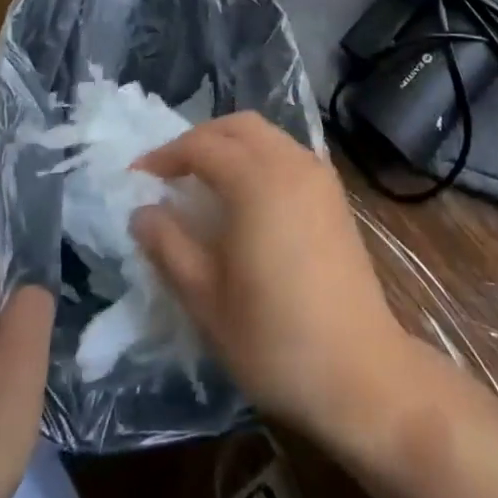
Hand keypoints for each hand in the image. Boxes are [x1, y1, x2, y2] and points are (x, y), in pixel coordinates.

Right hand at [130, 112, 407, 438]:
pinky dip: (259, 157)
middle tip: (170, 171)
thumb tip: (142, 212)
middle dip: (200, 139)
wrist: (360, 371)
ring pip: (267, 135)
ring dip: (231, 145)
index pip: (202, 146)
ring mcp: (318, 175)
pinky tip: (246, 196)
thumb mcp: (206, 298)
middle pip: (238, 126)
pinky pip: (288, 154)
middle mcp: (291, 163)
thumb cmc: (274, 338)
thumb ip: (169, 246)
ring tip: (203, 181)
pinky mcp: (334, 195)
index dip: (165, 156)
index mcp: (257, 180)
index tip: (137, 177)